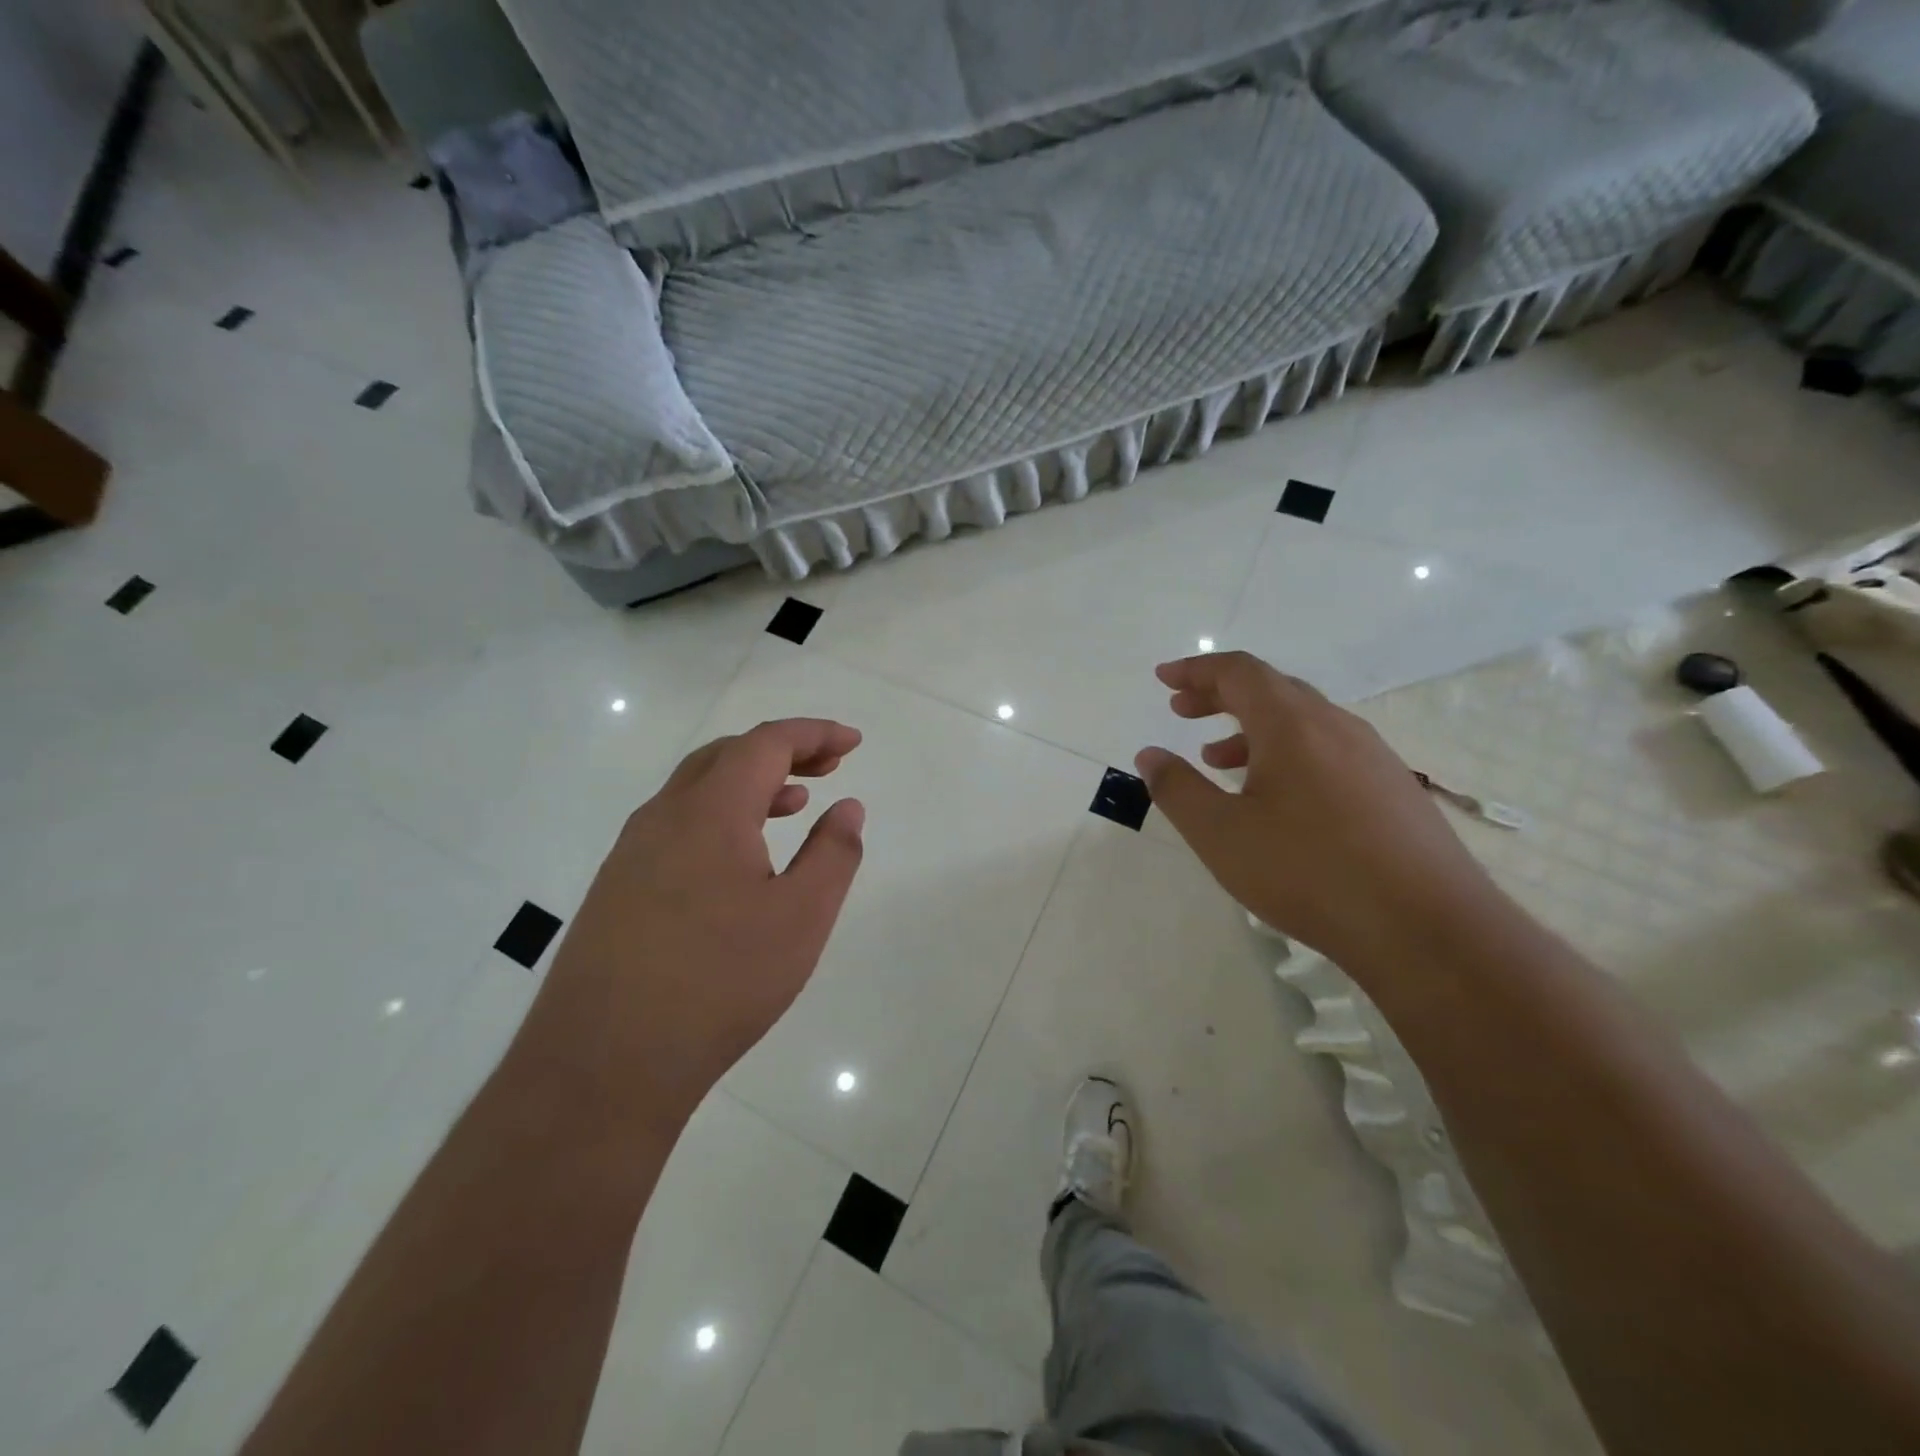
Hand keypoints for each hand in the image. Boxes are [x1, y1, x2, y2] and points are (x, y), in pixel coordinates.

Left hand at [519, 719, 865, 1126]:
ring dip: (750, 783)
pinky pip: (677, 825)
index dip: (813, 733)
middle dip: (783, 751)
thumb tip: (847, 808)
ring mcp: (631, 852)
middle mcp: (663, 816)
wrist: (602, 1065)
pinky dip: (721, 816)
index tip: (852, 742)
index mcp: (709, 810)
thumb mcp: (801, 918)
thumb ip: (833, 854)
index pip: (766, 743)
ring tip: (794, 802)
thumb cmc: (719, 983)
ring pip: (697, 790)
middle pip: (727, 755)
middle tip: (829, 766)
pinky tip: (740, 858)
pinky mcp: (616, 888)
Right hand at [1135, 652, 1498, 965]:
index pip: (1239, 671)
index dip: (1196, 670)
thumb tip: (1150, 755)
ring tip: (1217, 759)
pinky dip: (1287, 753)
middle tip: (1182, 712)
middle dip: (1220, 695)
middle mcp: (1336, 726)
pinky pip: (1328, 750)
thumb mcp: (1221, 834)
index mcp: (1292, 724)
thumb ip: (1177, 789)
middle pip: (1271, 689)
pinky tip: (1276, 797)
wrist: (1426, 929)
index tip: (1164, 679)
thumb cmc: (1308, 872)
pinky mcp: (1393, 789)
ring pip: (1302, 721)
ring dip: (1252, 728)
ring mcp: (1372, 756)